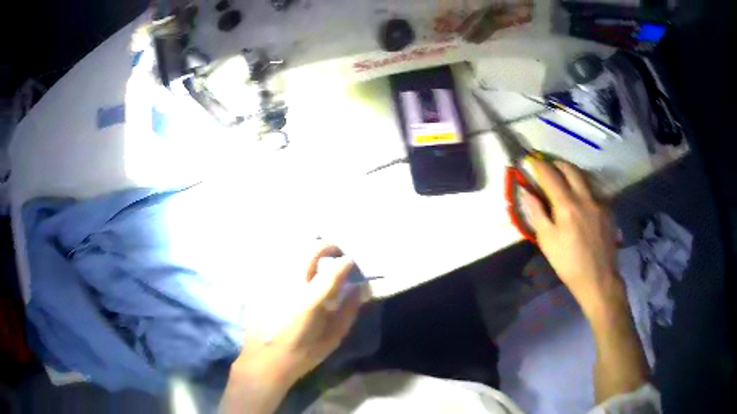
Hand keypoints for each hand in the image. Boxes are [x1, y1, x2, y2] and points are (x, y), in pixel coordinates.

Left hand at [222, 245, 362, 413]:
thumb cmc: (301, 354)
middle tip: (335, 254)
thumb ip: (347, 312)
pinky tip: (296, 272)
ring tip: (317, 259)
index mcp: (309, 302)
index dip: (345, 262)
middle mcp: (289, 285)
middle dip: (327, 246)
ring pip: (292, 251)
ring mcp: (272, 282)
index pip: (332, 270)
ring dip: (308, 250)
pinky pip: (279, 263)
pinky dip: (292, 261)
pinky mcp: (261, 285)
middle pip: (309, 250)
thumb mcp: (332, 339)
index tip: (351, 262)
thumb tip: (358, 289)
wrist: (264, 361)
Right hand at [524, 158, 623, 311]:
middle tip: (548, 165)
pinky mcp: (608, 210)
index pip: (550, 175)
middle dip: (557, 163)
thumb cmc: (568, 263)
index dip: (539, 165)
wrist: (599, 279)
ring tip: (564, 179)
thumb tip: (528, 192)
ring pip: (585, 177)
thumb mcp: (547, 241)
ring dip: (571, 173)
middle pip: (570, 169)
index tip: (530, 160)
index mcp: (567, 205)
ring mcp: (599, 202)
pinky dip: (584, 188)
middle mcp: (585, 197)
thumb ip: (537, 213)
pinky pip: (594, 191)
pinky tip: (581, 201)